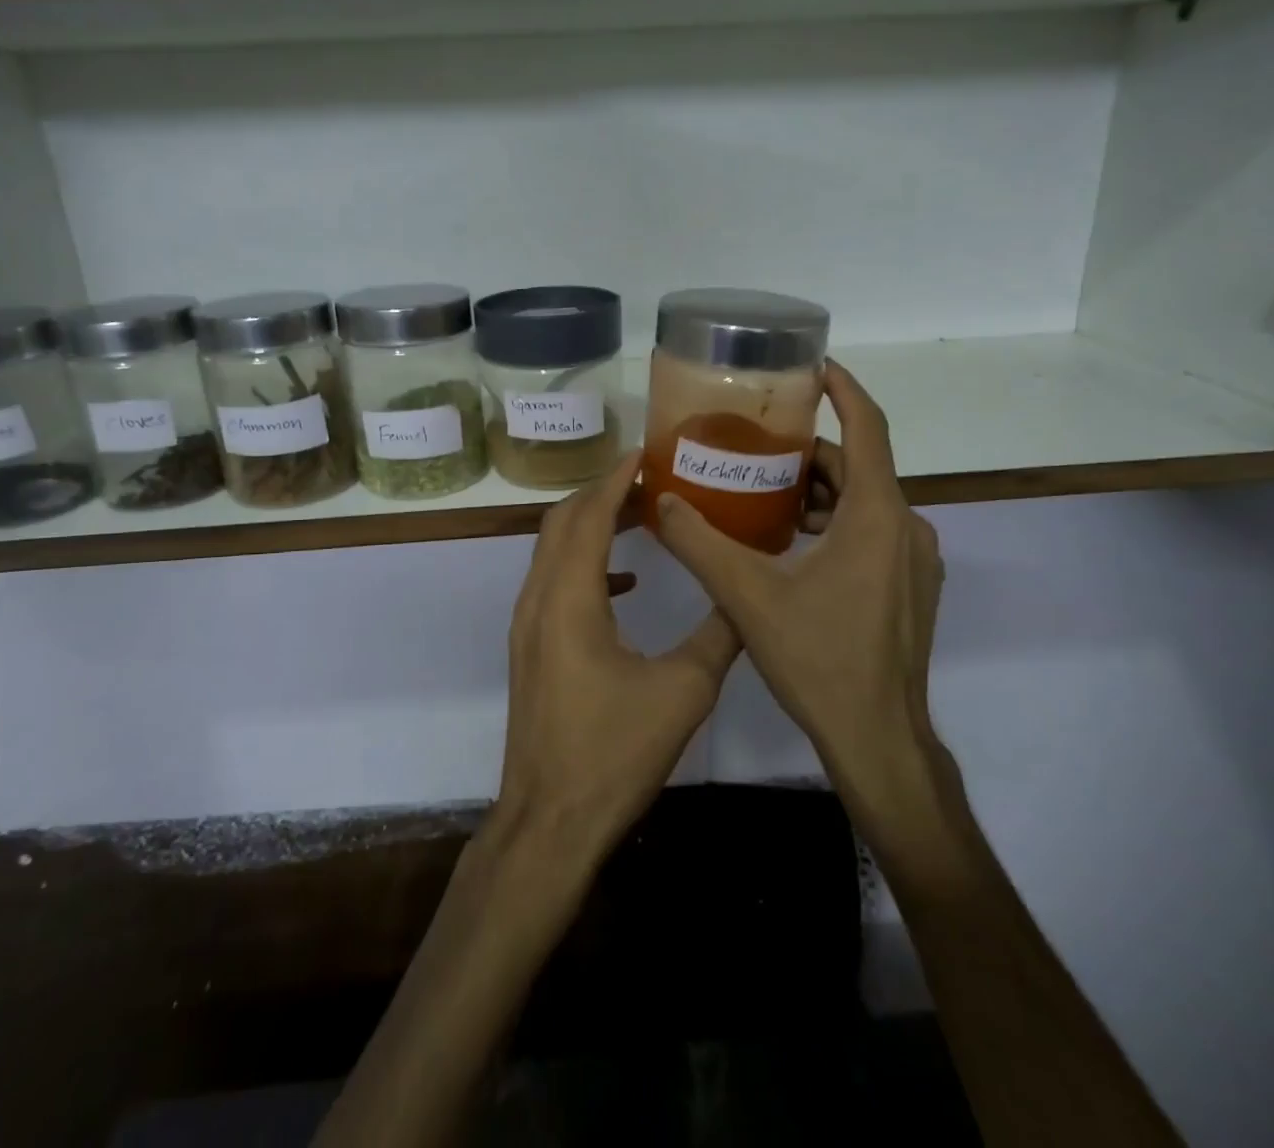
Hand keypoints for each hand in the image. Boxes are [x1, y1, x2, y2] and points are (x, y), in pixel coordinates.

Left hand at [492, 451, 740, 866]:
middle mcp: (538, 599)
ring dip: (591, 526)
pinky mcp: (531, 648)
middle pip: (562, 522)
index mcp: (569, 598)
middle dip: (602, 493)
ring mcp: (528, 625)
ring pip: (553, 551)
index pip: (588, 515)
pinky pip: (554, 583)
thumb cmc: (613, 753)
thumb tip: (744, 596)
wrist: (550, 820)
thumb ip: (718, 635)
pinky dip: (586, 565)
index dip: (616, 478)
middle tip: (651, 481)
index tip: (646, 453)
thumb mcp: (683, 691)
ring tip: (641, 517)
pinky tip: (626, 582)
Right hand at [652, 361, 944, 785]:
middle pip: (859, 467)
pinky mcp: (911, 588)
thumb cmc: (818, 658)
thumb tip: (662, 501)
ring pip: (866, 502)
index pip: (868, 429)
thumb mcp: (747, 595)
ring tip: (766, 498)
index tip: (815, 367)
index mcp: (877, 515)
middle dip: (811, 453)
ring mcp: (914, 561)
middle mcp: (907, 527)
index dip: (844, 391)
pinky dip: (837, 523)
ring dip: (821, 493)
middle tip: (759, 449)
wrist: (878, 737)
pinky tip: (794, 546)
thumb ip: (699, 543)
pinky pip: (873, 532)